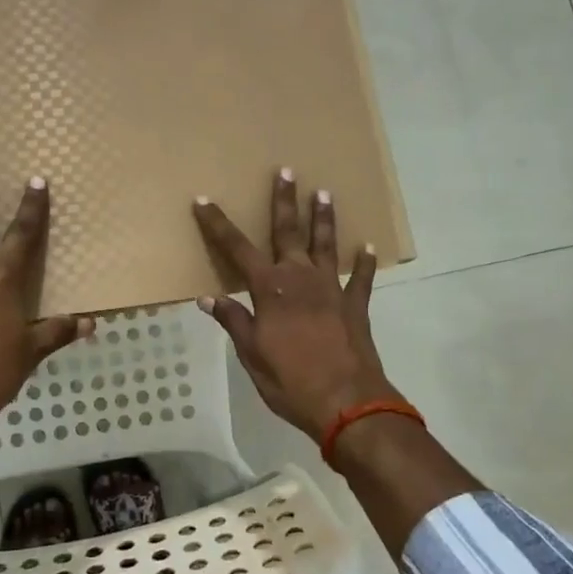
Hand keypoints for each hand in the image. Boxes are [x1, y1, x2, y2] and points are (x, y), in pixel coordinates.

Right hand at [192, 170, 396, 440]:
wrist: (347, 402)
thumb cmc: (291, 381)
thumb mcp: (252, 355)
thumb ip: (234, 322)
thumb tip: (209, 297)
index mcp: (270, 290)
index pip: (238, 249)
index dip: (219, 225)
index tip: (205, 200)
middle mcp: (300, 279)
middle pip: (288, 232)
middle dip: (284, 201)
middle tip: (286, 171)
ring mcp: (332, 290)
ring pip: (326, 245)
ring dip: (323, 219)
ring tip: (324, 193)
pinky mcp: (355, 306)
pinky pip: (360, 278)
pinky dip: (363, 263)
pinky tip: (367, 247)